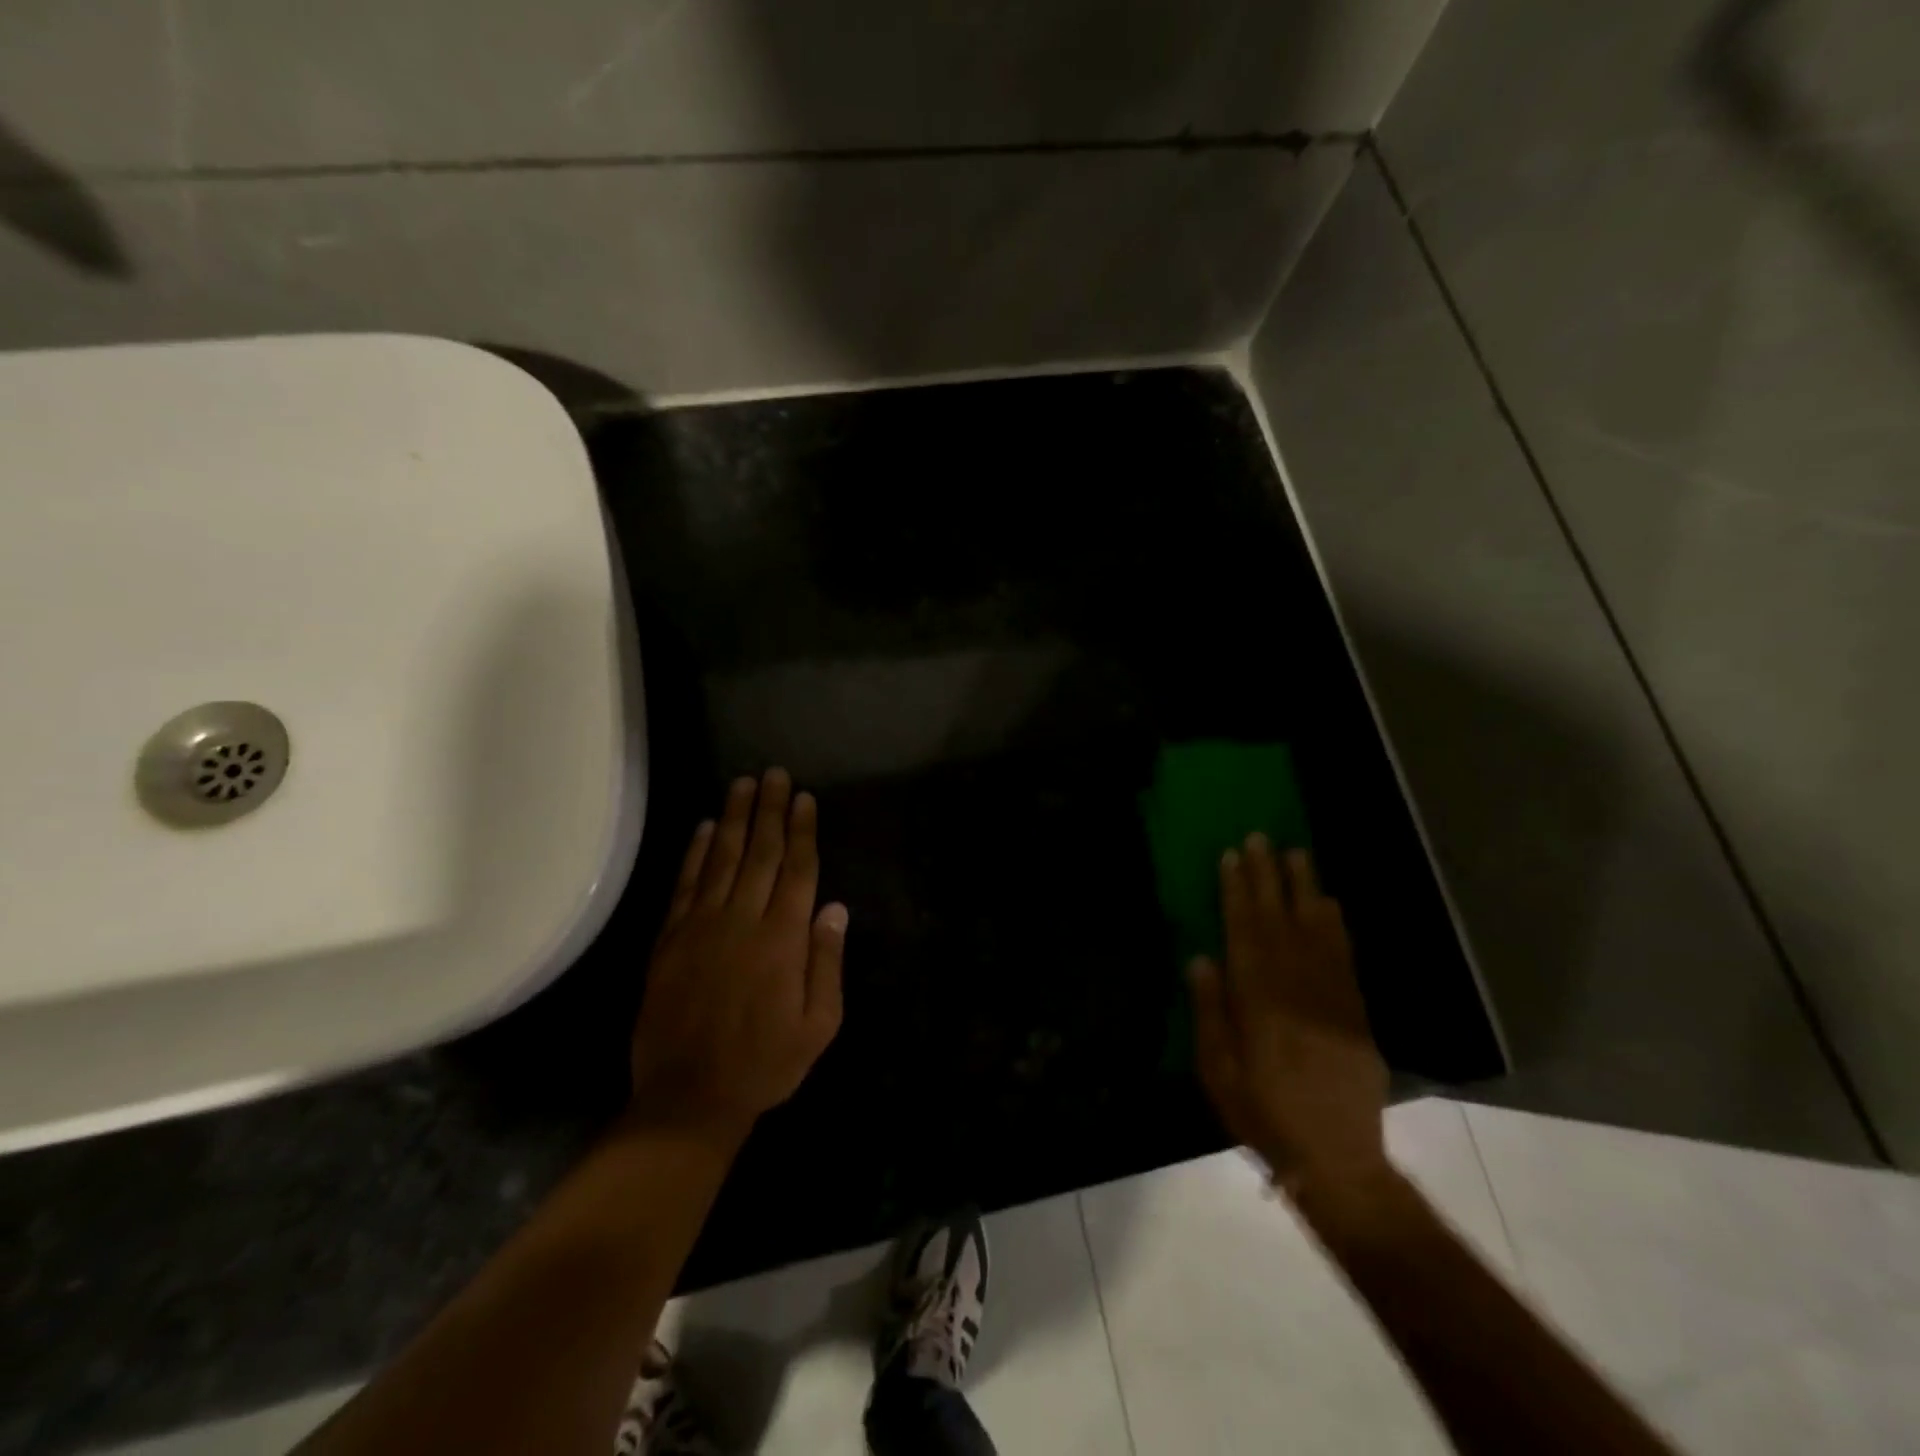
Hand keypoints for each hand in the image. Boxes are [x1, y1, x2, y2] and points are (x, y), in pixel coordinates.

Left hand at [628, 769, 846, 1139]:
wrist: (689, 1098)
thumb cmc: (766, 1063)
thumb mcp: (819, 1025)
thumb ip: (827, 962)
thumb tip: (835, 908)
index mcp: (783, 940)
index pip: (798, 870)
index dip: (803, 831)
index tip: (805, 798)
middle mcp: (743, 921)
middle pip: (761, 853)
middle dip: (771, 810)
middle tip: (775, 775)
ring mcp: (701, 927)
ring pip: (723, 859)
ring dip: (736, 818)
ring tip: (744, 784)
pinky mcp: (670, 939)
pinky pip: (686, 885)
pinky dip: (696, 852)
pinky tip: (706, 827)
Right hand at [1189, 835, 1389, 1199]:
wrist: (1336, 1157)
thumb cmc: (1262, 1113)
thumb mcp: (1217, 1069)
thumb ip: (1209, 1010)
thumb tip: (1201, 957)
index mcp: (1256, 998)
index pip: (1243, 929)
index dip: (1236, 891)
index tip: (1231, 857)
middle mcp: (1295, 986)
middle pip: (1278, 919)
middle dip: (1267, 876)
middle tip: (1260, 838)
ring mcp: (1330, 995)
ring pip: (1315, 928)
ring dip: (1304, 888)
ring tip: (1296, 853)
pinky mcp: (1356, 1009)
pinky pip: (1344, 954)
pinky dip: (1336, 924)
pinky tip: (1329, 902)